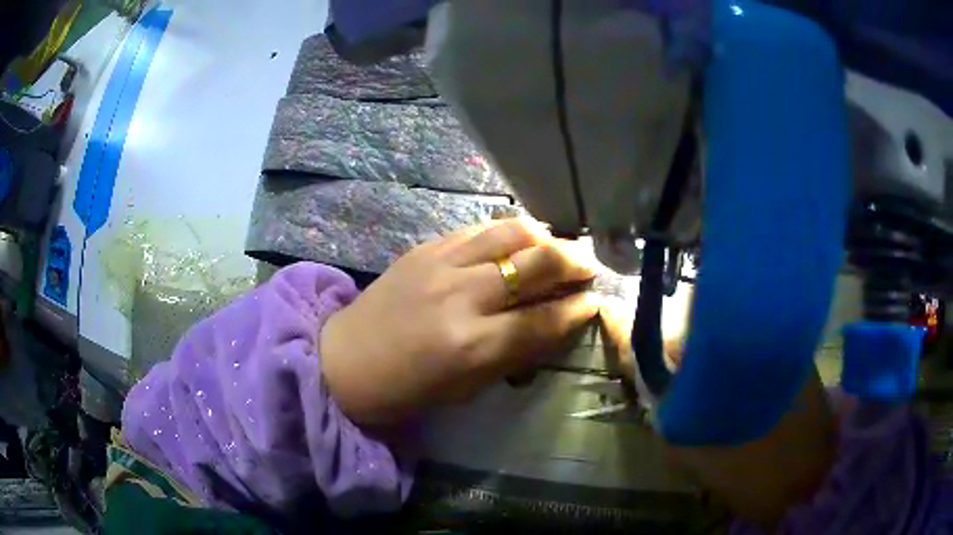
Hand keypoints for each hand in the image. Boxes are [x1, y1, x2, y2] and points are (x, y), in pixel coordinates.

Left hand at [320, 218, 600, 425]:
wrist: (346, 361)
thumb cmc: (408, 389)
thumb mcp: (468, 387)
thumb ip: (516, 354)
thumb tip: (556, 324)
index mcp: (474, 345)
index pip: (544, 319)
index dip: (577, 309)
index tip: (595, 301)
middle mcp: (463, 296)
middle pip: (536, 264)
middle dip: (573, 262)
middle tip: (588, 267)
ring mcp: (441, 264)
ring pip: (511, 232)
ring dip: (546, 237)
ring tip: (559, 247)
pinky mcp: (425, 247)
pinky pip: (479, 228)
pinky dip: (508, 231)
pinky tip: (521, 239)